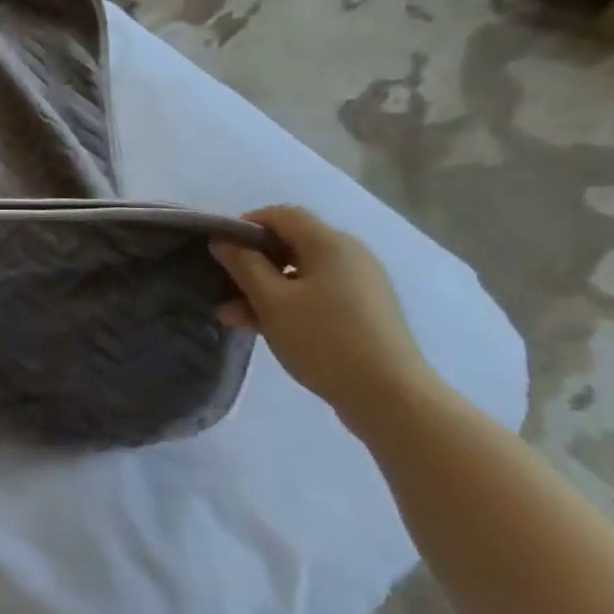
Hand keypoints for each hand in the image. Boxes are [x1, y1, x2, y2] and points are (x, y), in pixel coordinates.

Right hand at [210, 205, 433, 431]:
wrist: (392, 399)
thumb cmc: (324, 340)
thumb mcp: (271, 301)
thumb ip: (243, 265)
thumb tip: (223, 240)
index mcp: (329, 243)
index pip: (280, 214)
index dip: (246, 225)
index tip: (221, 250)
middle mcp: (350, 255)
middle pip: (291, 244)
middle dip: (253, 263)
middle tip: (224, 287)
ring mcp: (361, 284)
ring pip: (302, 273)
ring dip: (266, 288)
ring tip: (236, 317)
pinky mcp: (366, 311)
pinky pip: (319, 294)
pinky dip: (290, 303)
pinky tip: (267, 328)